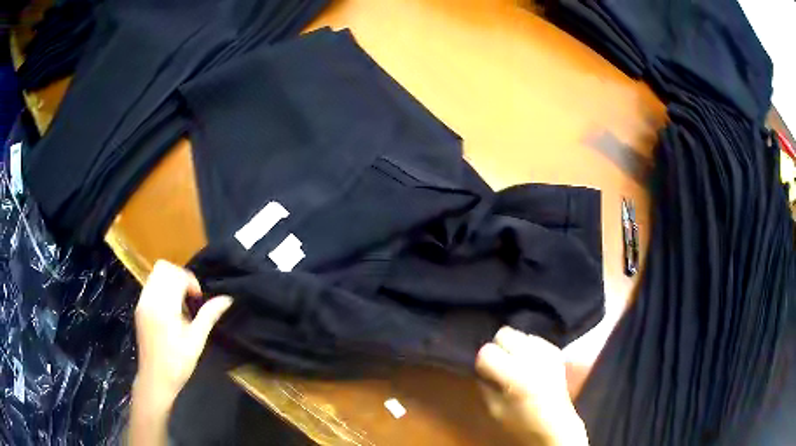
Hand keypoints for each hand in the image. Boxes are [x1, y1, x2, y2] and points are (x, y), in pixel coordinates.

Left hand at [133, 260, 232, 409]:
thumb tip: (227, 299)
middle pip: (163, 268)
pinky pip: (150, 285)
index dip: (190, 281)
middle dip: (180, 276)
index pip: (175, 274)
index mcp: (163, 307)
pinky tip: (171, 310)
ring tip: (181, 304)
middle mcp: (149, 299)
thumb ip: (209, 316)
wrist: (155, 379)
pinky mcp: (139, 308)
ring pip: (155, 274)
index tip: (198, 300)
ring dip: (171, 281)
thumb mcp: (197, 341)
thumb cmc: (178, 364)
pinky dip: (163, 289)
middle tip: (190, 298)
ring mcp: (142, 302)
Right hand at [476, 327, 588, 445]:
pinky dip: (528, 348)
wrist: (556, 424)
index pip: (486, 352)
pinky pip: (534, 339)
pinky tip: (530, 364)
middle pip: (504, 333)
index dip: (482, 362)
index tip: (485, 373)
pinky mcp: (556, 351)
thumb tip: (482, 369)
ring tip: (516, 364)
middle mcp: (531, 358)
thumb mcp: (494, 409)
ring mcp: (546, 352)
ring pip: (520, 333)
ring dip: (514, 346)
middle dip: (498, 347)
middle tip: (500, 365)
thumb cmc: (522, 423)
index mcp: (514, 375)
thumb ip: (485, 385)